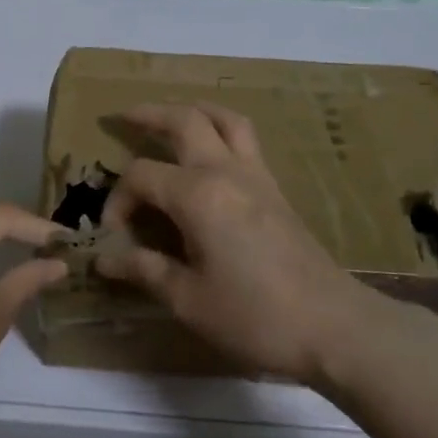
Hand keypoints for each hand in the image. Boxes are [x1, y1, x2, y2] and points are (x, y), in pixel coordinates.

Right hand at [95, 103, 390, 383]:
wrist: (333, 326)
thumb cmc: (254, 315)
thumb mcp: (188, 299)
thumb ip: (145, 269)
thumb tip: (104, 259)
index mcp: (197, 195)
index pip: (141, 176)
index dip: (118, 200)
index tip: (113, 235)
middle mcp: (226, 172)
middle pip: (186, 121)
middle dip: (150, 115)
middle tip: (123, 117)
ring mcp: (257, 177)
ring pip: (225, 120)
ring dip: (194, 111)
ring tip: (172, 116)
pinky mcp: (276, 191)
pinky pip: (246, 141)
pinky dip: (222, 130)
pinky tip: (212, 152)